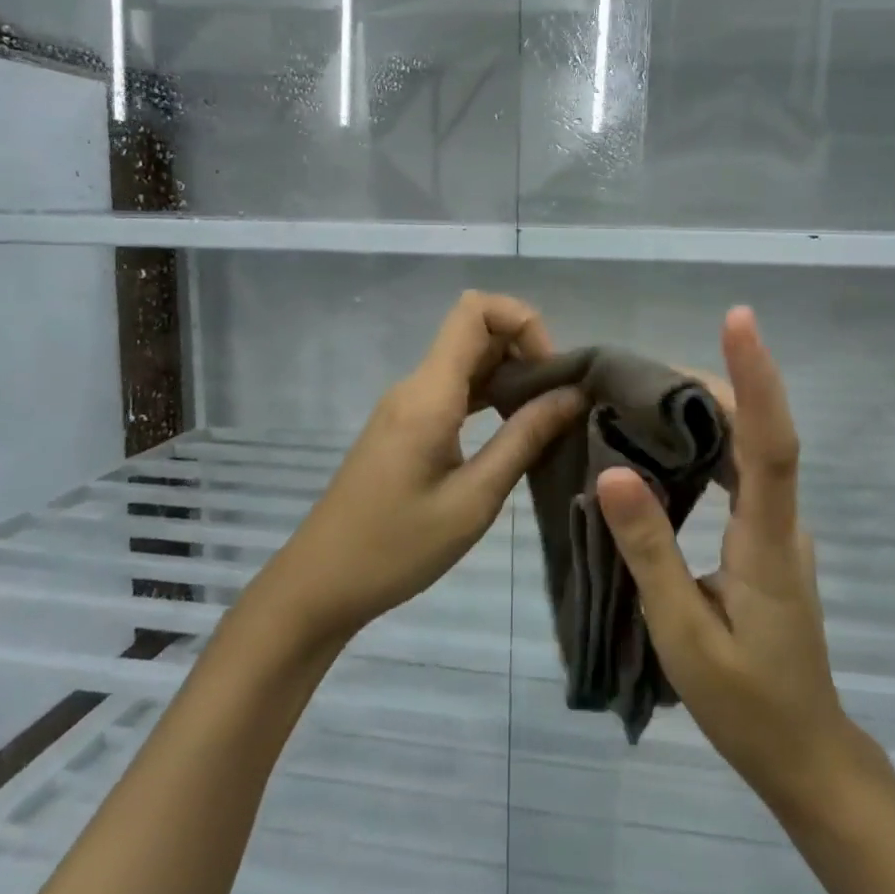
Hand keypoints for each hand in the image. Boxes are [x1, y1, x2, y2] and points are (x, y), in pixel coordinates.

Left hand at [260, 291, 584, 647]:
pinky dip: (490, 398)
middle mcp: (415, 386)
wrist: (321, 584)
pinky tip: (516, 432)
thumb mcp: (473, 499)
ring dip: (511, 377)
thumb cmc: (397, 548)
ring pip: (467, 362)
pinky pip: (454, 391)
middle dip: (526, 352)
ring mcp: (407, 406)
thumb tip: (573, 394)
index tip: (552, 374)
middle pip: (476, 332)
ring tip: (547, 419)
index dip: (523, 322)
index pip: (475, 309)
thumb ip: (524, 439)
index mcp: (429, 393)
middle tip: (560, 404)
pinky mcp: (406, 427)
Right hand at [597, 308, 868, 810]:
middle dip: (716, 381)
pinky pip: (740, 475)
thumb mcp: (683, 632)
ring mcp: (778, 530)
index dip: (756, 377)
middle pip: (759, 432)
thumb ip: (649, 550)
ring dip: (707, 411)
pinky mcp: (766, 540)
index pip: (771, 443)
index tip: (739, 320)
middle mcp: (782, 521)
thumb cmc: (744, 703)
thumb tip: (613, 473)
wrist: (804, 752)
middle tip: (643, 363)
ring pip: (750, 450)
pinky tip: (664, 446)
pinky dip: (706, 446)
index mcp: (767, 541)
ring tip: (643, 392)